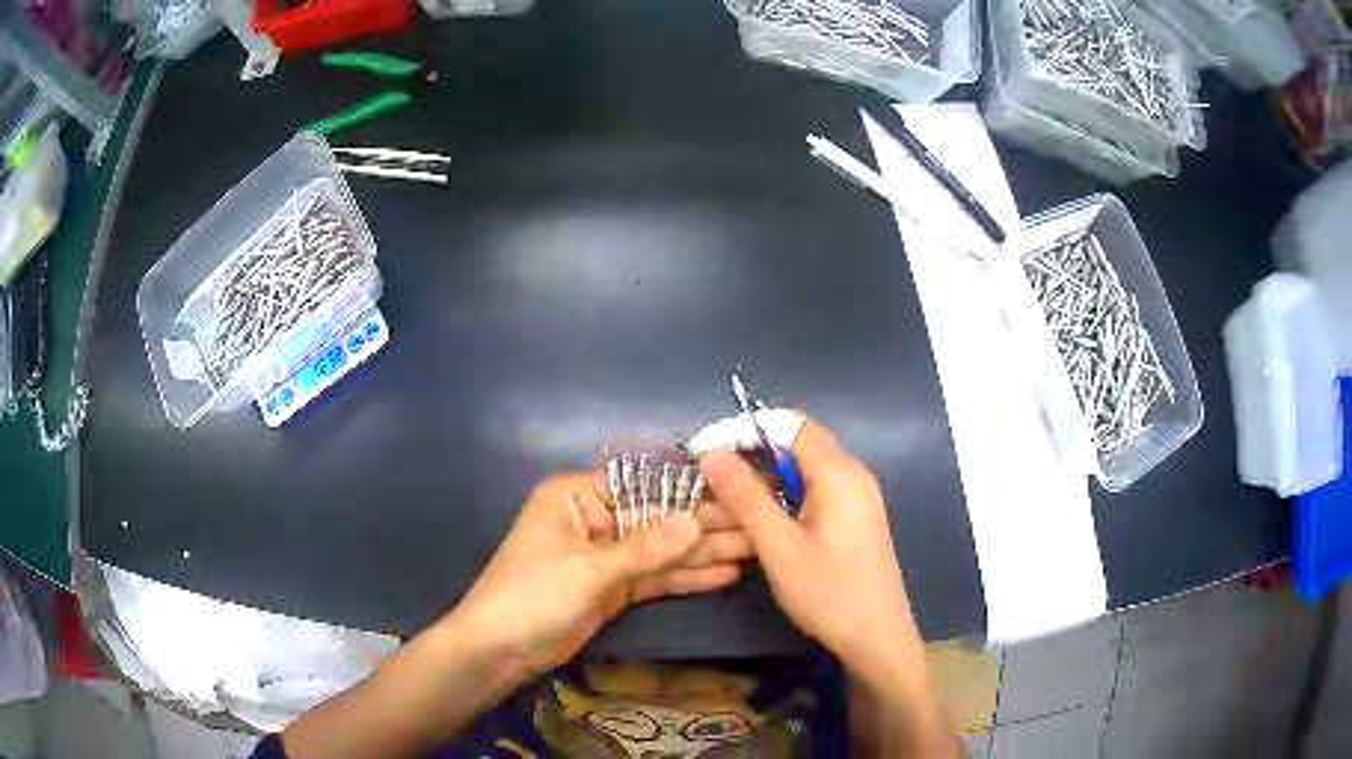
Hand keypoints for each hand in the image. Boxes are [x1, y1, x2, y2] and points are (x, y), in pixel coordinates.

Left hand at [447, 472, 750, 681]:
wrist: (500, 651)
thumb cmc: (533, 597)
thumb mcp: (589, 571)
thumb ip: (646, 548)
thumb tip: (697, 520)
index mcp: (577, 497)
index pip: (644, 487)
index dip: (691, 494)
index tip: (739, 496)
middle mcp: (595, 519)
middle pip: (658, 521)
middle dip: (706, 528)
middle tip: (759, 528)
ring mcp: (605, 556)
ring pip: (661, 551)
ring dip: (703, 554)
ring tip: (753, 551)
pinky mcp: (612, 588)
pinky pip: (654, 577)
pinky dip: (685, 578)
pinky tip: (723, 575)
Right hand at [700, 422, 918, 673]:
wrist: (877, 639)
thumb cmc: (829, 592)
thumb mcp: (779, 547)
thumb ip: (746, 497)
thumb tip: (713, 452)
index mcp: (839, 472)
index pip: (790, 425)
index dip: (746, 431)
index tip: (707, 451)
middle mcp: (852, 474)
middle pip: (797, 446)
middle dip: (752, 458)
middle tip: (711, 483)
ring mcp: (857, 498)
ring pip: (804, 472)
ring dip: (766, 482)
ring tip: (725, 505)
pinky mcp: (854, 519)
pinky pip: (815, 493)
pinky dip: (784, 500)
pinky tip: (760, 524)